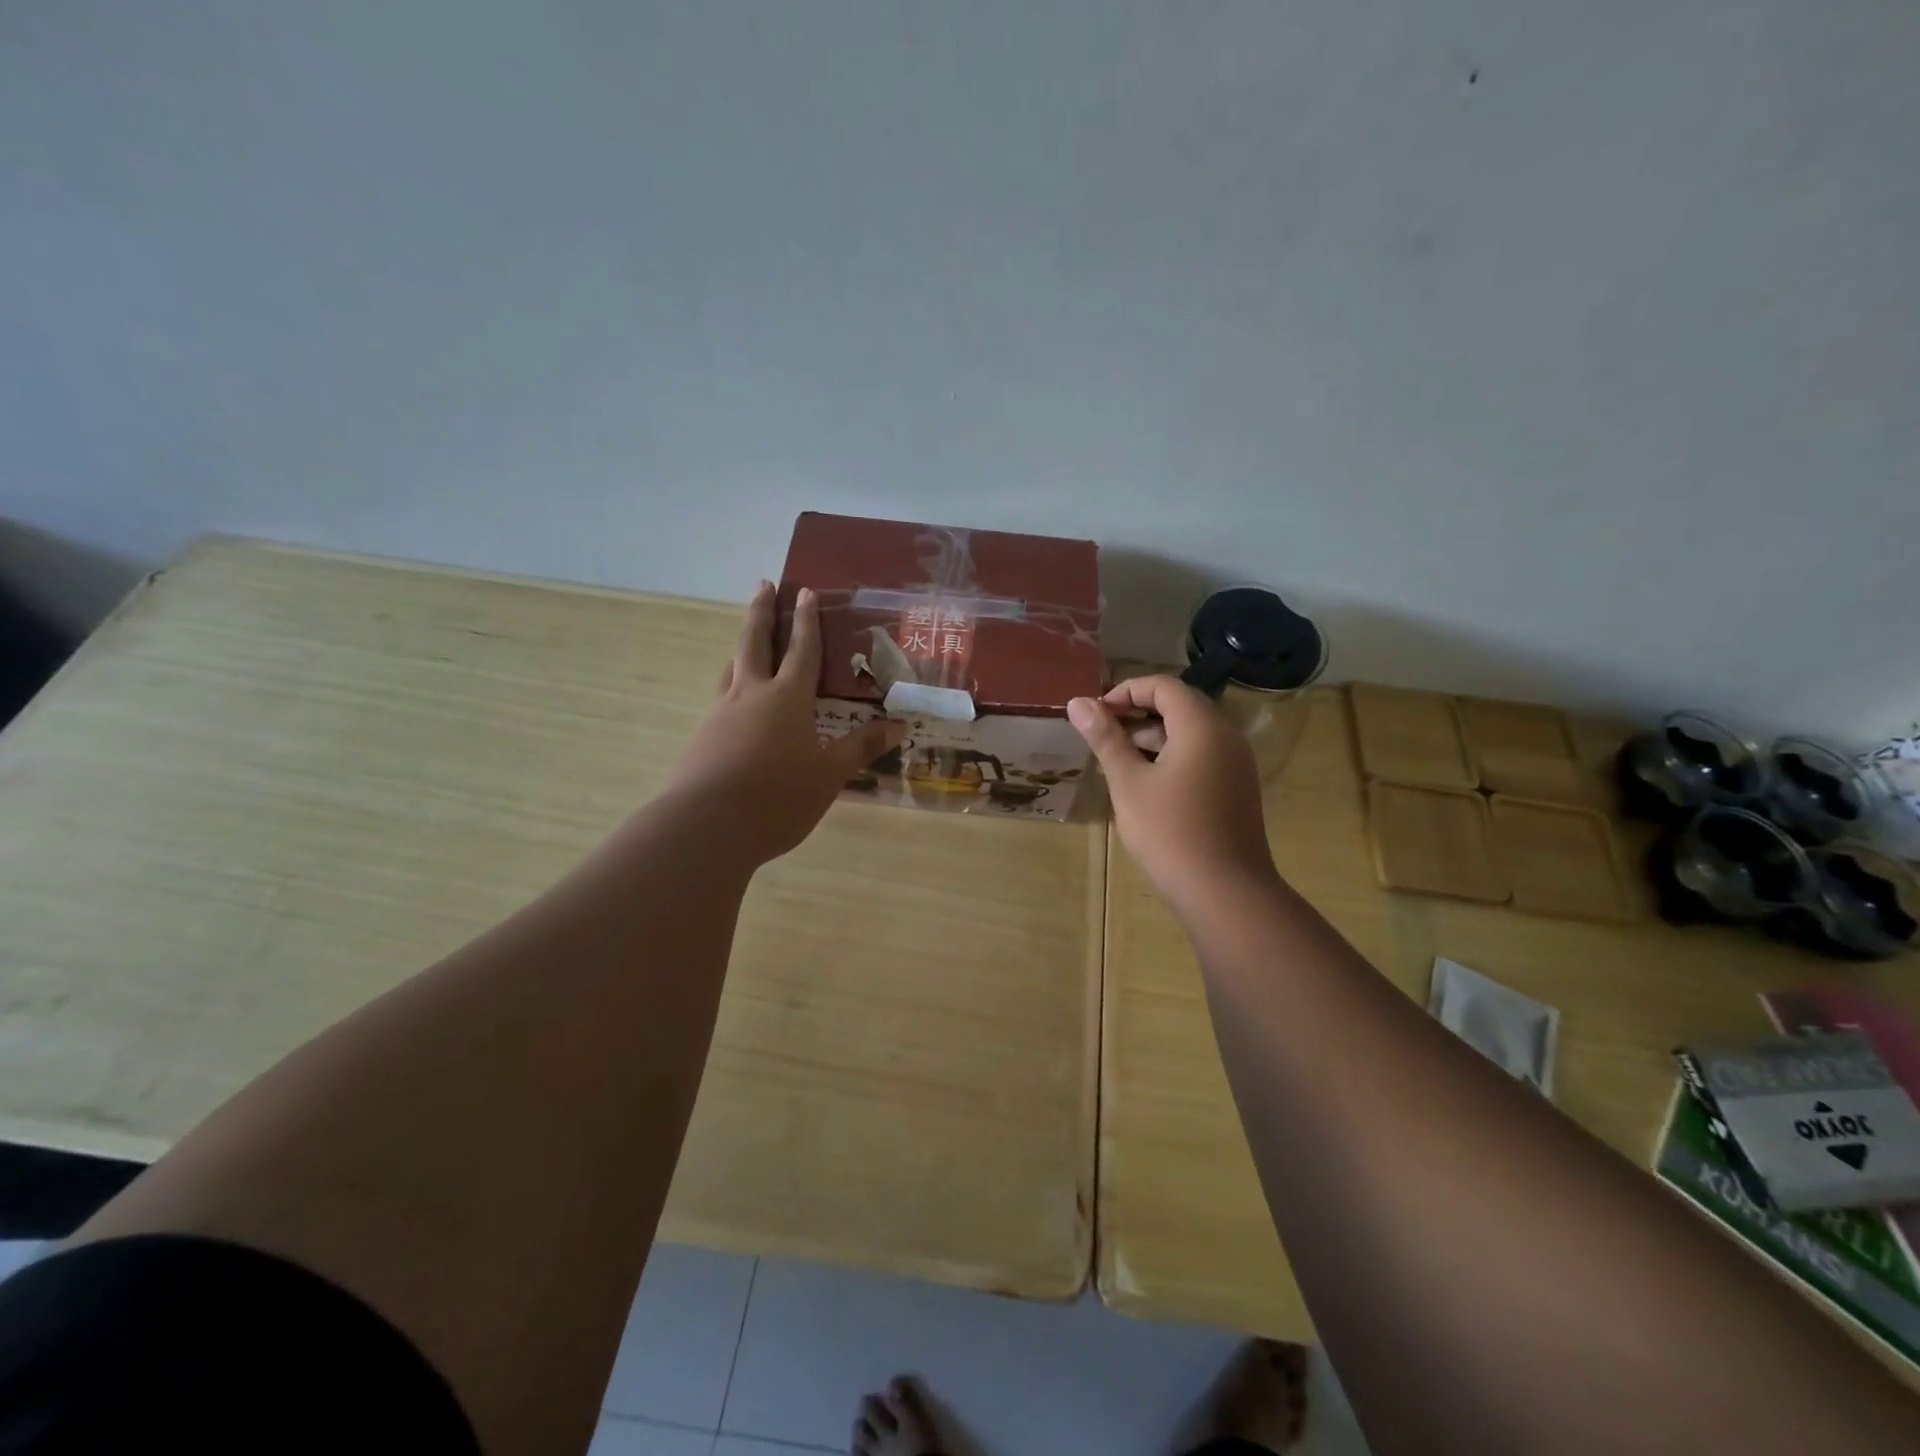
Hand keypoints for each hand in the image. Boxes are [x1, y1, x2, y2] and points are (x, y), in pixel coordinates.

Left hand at [664, 581, 903, 864]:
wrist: (707, 826)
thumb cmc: (779, 796)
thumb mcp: (829, 774)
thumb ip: (861, 747)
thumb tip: (899, 726)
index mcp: (787, 698)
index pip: (802, 651)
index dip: (807, 621)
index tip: (804, 591)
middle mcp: (751, 695)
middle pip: (754, 642)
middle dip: (761, 612)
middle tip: (763, 585)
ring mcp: (721, 715)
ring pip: (732, 670)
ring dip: (741, 649)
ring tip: (746, 643)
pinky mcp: (702, 738)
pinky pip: (721, 702)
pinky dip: (732, 690)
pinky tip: (736, 708)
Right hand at [1068, 676, 1275, 908]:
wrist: (1225, 892)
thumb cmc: (1169, 832)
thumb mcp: (1128, 783)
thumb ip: (1105, 738)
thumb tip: (1078, 702)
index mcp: (1202, 727)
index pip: (1164, 686)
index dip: (1126, 691)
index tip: (1096, 715)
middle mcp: (1226, 737)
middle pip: (1179, 706)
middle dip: (1137, 713)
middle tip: (1102, 735)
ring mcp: (1236, 764)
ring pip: (1190, 733)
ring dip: (1153, 736)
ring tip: (1117, 759)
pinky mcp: (1237, 788)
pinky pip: (1202, 756)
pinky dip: (1172, 756)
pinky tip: (1145, 783)